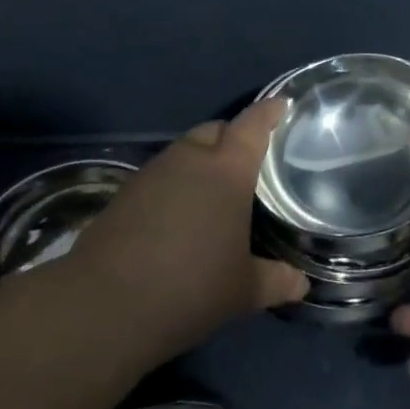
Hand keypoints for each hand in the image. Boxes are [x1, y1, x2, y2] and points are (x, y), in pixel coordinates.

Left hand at [69, 98, 309, 360]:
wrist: (108, 303)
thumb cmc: (191, 287)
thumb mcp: (242, 290)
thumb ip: (275, 280)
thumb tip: (301, 282)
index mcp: (227, 169)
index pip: (253, 124)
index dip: (269, 111)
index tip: (282, 104)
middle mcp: (191, 158)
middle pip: (216, 131)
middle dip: (232, 138)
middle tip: (248, 161)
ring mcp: (154, 171)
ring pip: (185, 151)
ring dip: (201, 162)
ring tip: (214, 192)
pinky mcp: (126, 190)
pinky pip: (162, 175)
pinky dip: (176, 184)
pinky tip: (179, 216)